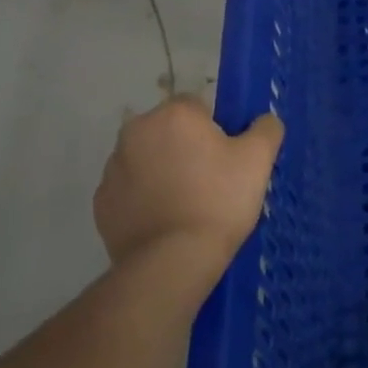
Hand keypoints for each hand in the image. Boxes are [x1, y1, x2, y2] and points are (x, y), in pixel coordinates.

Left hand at [93, 96, 283, 266]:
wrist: (173, 261)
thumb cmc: (219, 200)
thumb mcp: (259, 159)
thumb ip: (266, 128)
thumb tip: (264, 120)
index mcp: (173, 115)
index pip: (198, 106)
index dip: (217, 129)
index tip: (228, 158)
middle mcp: (136, 132)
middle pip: (169, 131)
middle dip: (187, 148)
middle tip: (213, 181)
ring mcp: (113, 168)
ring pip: (148, 159)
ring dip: (165, 171)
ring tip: (189, 206)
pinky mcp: (102, 203)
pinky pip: (131, 190)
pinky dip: (147, 199)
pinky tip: (167, 221)